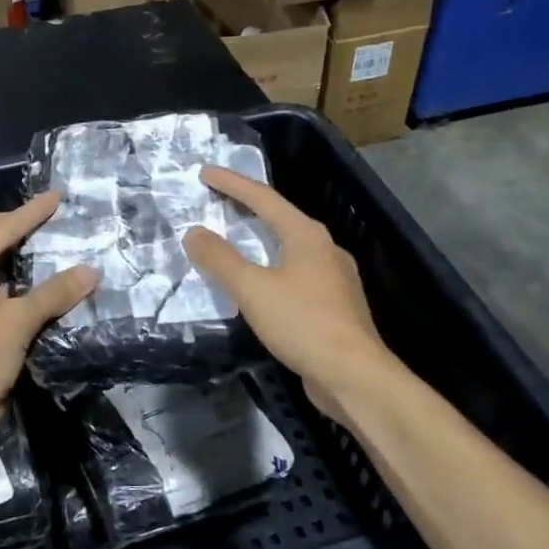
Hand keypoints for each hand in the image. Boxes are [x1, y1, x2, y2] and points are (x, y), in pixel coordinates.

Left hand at [0, 192, 97, 451]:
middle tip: (39, 219)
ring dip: (8, 257)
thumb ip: (54, 293)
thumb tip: (91, 270)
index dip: (29, 214)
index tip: (55, 198)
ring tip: (39, 247)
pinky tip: (33, 289)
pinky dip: (10, 286)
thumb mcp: (17, 320)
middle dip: (7, 227)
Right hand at [183, 166, 391, 420]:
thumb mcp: (252, 288)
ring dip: (261, 240)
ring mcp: (334, 279)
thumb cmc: (302, 323)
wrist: (354, 375)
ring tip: (235, 240)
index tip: (204, 173)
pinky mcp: (335, 306)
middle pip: (280, 219)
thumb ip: (220, 259)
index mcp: (307, 236)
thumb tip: (194, 232)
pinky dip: (272, 269)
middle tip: (217, 201)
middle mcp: (325, 249)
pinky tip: (261, 285)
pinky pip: (296, 275)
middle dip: (248, 208)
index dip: (232, 184)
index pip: (264, 198)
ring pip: (290, 248)